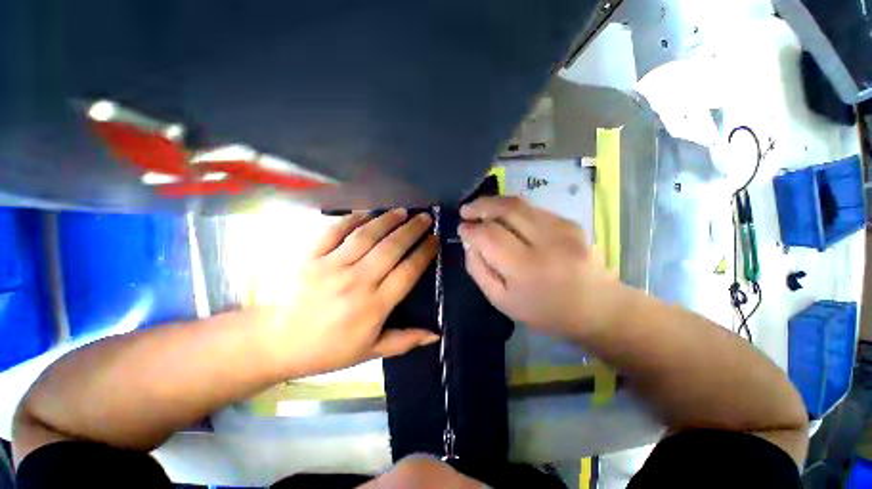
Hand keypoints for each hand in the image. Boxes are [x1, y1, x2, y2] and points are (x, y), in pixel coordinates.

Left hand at [266, 209, 439, 376]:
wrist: (279, 341)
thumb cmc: (329, 349)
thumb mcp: (370, 351)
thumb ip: (405, 341)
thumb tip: (436, 334)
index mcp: (373, 306)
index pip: (408, 272)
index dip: (424, 253)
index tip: (435, 240)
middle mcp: (356, 282)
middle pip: (391, 248)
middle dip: (412, 230)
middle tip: (425, 218)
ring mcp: (332, 266)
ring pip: (366, 236)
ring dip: (387, 220)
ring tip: (402, 211)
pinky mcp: (312, 257)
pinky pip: (335, 231)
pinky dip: (352, 219)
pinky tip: (367, 213)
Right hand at [457, 197, 622, 337]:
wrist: (597, 307)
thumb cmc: (544, 311)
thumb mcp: (501, 300)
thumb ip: (479, 270)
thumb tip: (469, 242)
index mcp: (526, 268)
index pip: (490, 236)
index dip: (471, 229)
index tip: (461, 229)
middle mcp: (546, 241)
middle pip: (506, 209)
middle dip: (480, 205)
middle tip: (465, 210)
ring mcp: (562, 227)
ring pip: (519, 204)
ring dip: (494, 203)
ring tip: (480, 209)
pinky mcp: (570, 221)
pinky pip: (532, 208)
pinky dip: (512, 209)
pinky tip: (504, 217)